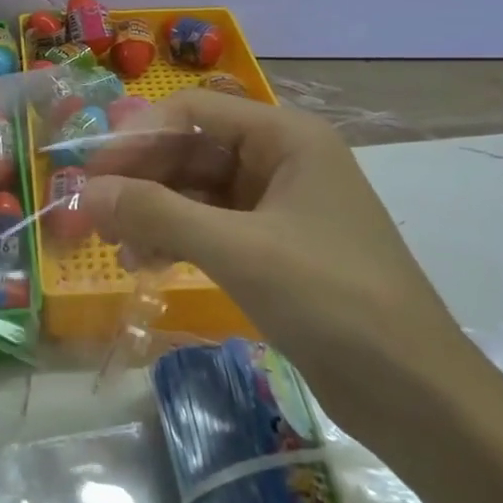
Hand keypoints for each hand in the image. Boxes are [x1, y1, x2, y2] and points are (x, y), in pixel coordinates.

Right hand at [83, 91, 469, 444]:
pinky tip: (144, 262)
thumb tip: (88, 192)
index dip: (139, 134)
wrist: (415, 393)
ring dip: (154, 211)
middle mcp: (284, 161)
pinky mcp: (277, 249)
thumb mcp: (238, 250)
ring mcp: (281, 207)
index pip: (196, 110)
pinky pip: (214, 228)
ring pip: (199, 192)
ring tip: (114, 245)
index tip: (92, 169)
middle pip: (194, 150)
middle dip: (142, 178)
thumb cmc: (331, 299)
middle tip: (91, 211)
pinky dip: (178, 239)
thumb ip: (157, 213)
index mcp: (287, 137)